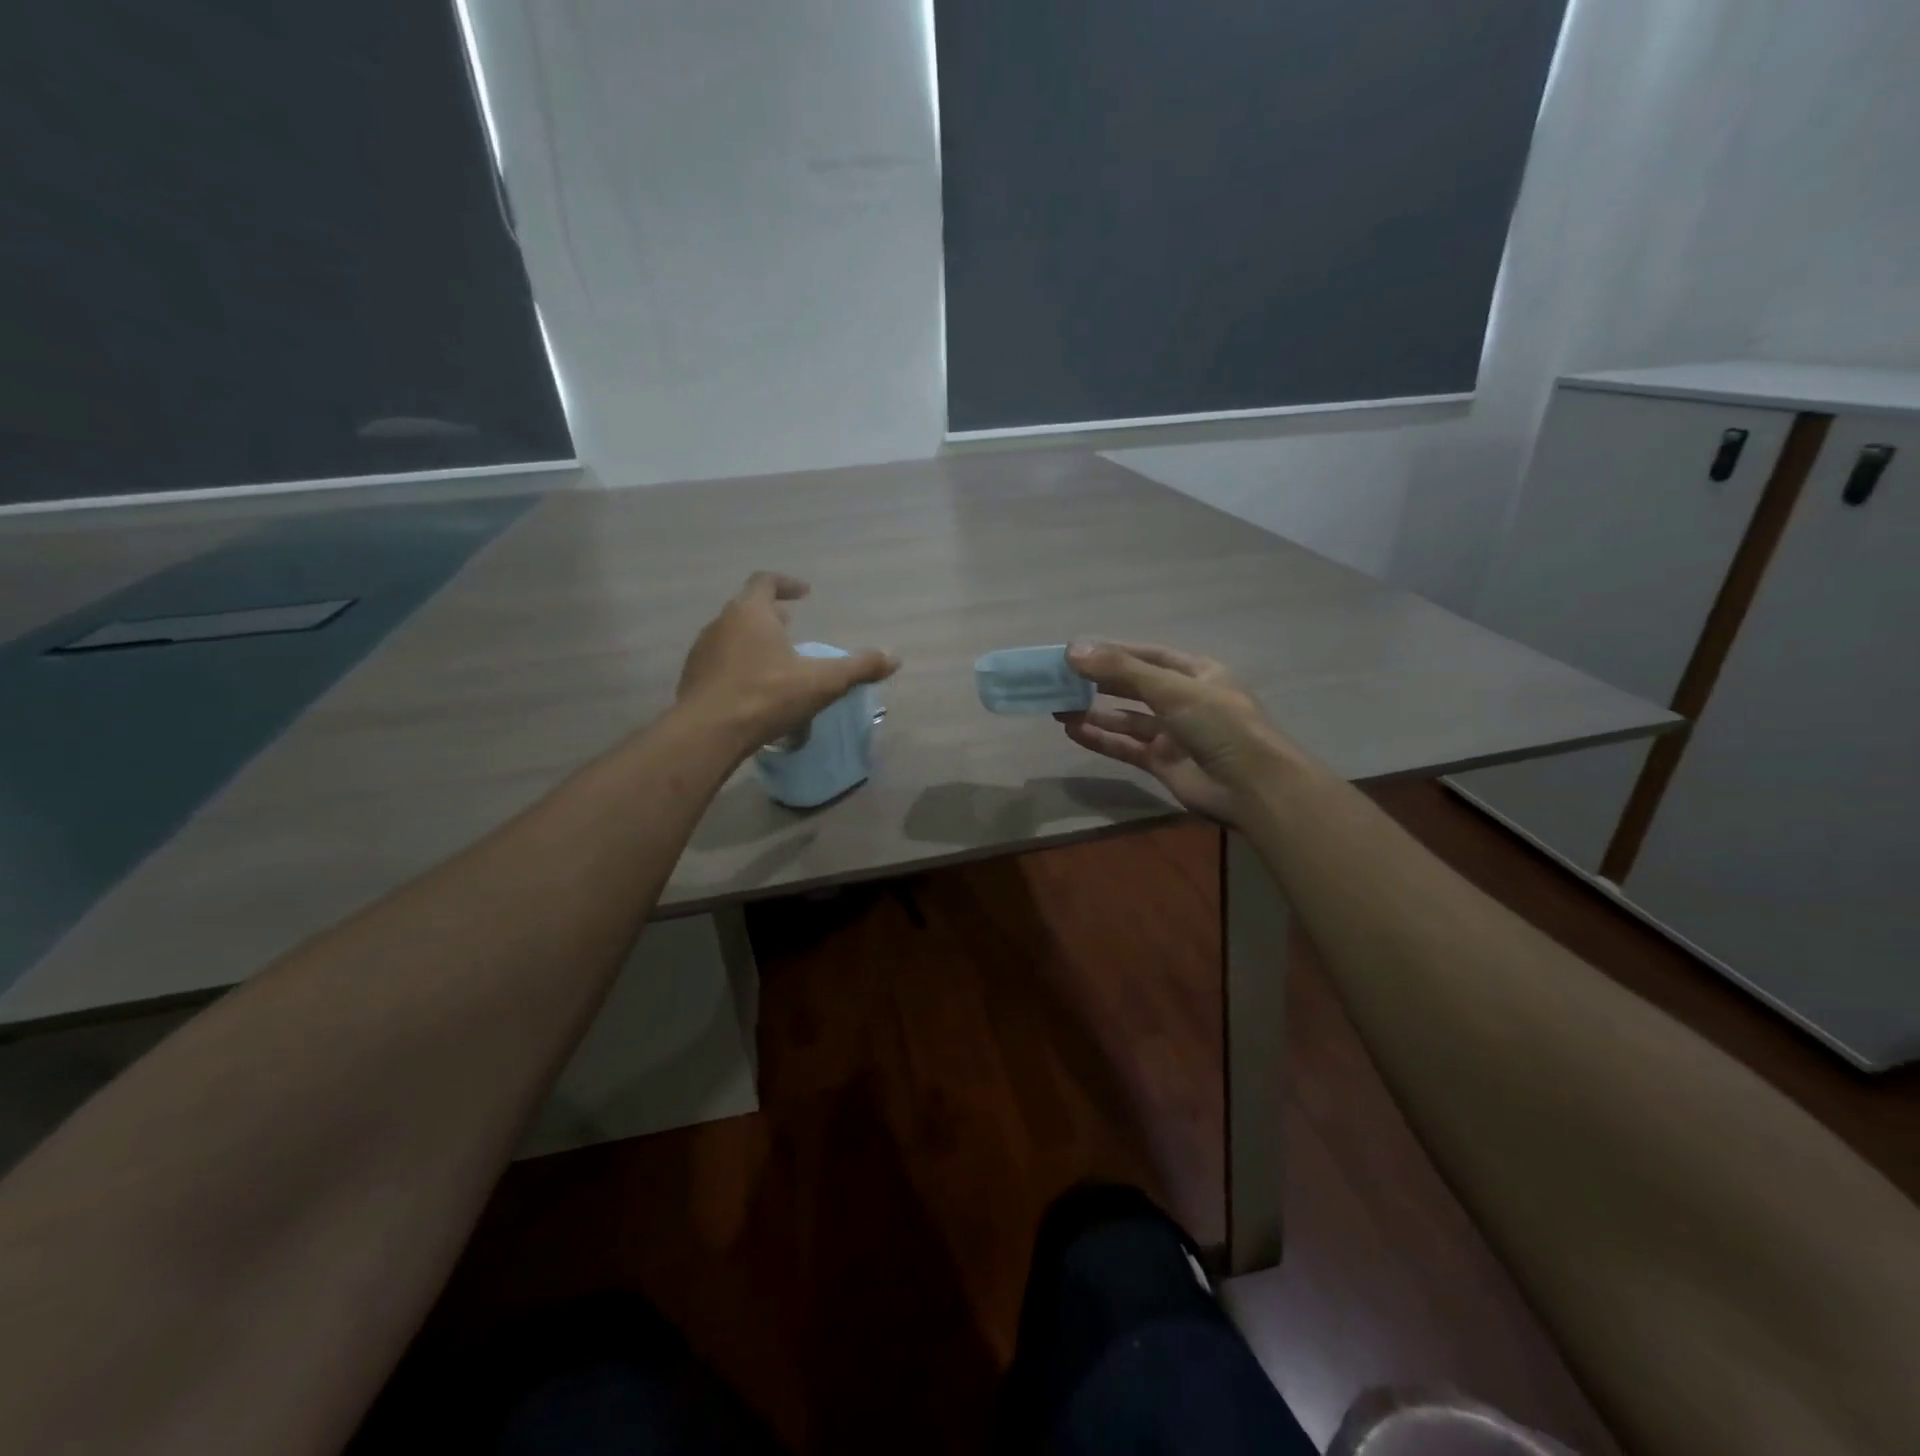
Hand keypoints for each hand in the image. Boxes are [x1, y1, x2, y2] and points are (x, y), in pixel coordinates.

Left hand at [675, 572, 896, 752]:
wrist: (708, 732)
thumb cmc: (766, 696)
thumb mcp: (822, 682)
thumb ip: (859, 667)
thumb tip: (894, 657)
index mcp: (750, 612)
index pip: (766, 582)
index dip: (786, 584)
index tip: (804, 593)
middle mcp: (721, 623)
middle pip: (747, 608)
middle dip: (771, 614)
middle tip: (790, 624)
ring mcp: (702, 650)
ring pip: (732, 635)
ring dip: (754, 640)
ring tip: (775, 659)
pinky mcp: (693, 678)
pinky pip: (720, 661)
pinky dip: (739, 664)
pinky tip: (753, 688)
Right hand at [1058, 642, 1304, 824]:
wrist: (1251, 787)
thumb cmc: (1219, 725)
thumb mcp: (1171, 689)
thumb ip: (1121, 670)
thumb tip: (1073, 650)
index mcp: (1196, 673)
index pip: (1148, 656)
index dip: (1114, 652)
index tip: (1077, 653)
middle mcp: (1184, 700)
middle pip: (1134, 686)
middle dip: (1099, 682)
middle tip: (1062, 680)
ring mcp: (1173, 733)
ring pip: (1127, 719)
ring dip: (1095, 712)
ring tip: (1059, 706)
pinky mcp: (1163, 763)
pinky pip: (1126, 747)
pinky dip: (1101, 739)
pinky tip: (1073, 731)